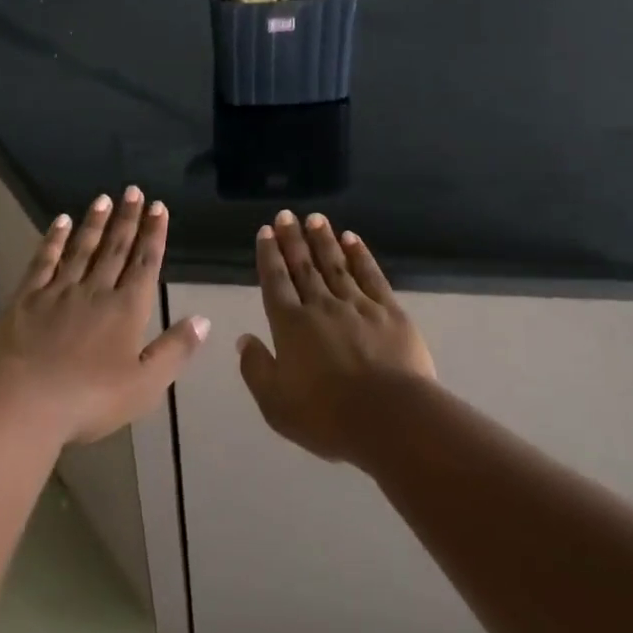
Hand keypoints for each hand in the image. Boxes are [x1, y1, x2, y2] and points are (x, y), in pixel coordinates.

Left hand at [0, 188, 208, 445]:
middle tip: (134, 190)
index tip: (158, 207)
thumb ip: (175, 350)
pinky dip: (54, 239)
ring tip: (104, 198)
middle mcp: (96, 291)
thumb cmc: (89, 400)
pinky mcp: (27, 298)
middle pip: (116, 248)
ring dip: (95, 223)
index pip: (145, 263)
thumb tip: (203, 319)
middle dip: (128, 219)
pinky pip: (44, 261)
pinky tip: (60, 222)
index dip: (153, 234)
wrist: (23, 403)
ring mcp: (59, 291)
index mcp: (126, 310)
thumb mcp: (145, 385)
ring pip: (82, 248)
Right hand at [238, 211, 435, 465]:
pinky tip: (352, 239)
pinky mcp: (389, 310)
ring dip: (323, 240)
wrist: (389, 417)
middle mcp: (320, 306)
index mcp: (290, 326)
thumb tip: (243, 339)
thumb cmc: (327, 416)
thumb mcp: (276, 404)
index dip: (269, 255)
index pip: (276, 282)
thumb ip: (256, 369)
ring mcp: (357, 304)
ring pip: (335, 264)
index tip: (266, 231)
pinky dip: (360, 255)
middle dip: (293, 239)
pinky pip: (370, 275)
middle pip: (303, 266)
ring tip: (315, 218)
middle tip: (286, 214)